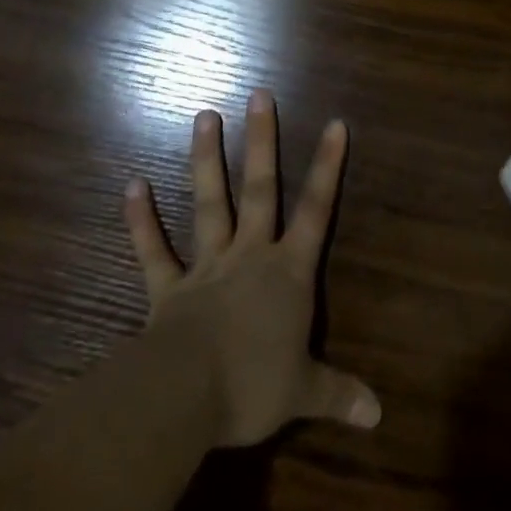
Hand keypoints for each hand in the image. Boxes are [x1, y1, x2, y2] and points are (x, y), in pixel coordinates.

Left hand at [124, 89, 381, 447]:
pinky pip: (153, 250)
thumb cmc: (253, 386)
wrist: (186, 398)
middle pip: (260, 189)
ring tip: (204, 115)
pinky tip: (131, 184)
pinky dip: (141, 219)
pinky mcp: (168, 288)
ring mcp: (207, 266)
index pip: (317, 209)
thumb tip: (379, 415)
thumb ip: (339, 394)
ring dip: (206, 160)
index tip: (336, 123)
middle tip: (258, 94)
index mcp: (288, 272)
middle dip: (262, 141)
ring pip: (210, 203)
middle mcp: (250, 255)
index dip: (328, 166)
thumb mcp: (303, 392)